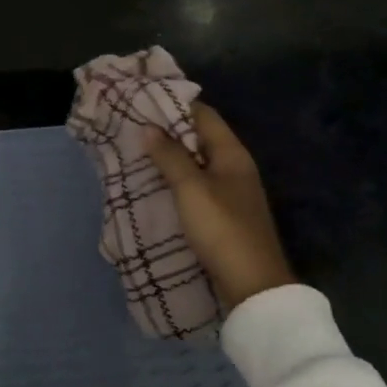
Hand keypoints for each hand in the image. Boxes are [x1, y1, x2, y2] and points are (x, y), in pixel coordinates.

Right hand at [144, 103, 295, 311]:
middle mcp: (235, 167)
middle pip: (199, 137)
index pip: (203, 115)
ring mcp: (230, 192)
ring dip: (170, 156)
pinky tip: (155, 182)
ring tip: (137, 150)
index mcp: (232, 154)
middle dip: (169, 130)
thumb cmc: (222, 229)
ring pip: (196, 162)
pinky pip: (196, 184)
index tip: (143, 100)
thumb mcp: (191, 189)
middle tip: (133, 125)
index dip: (175, 104)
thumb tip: (150, 127)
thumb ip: (170, 156)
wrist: (252, 286)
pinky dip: (176, 178)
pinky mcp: (223, 213)